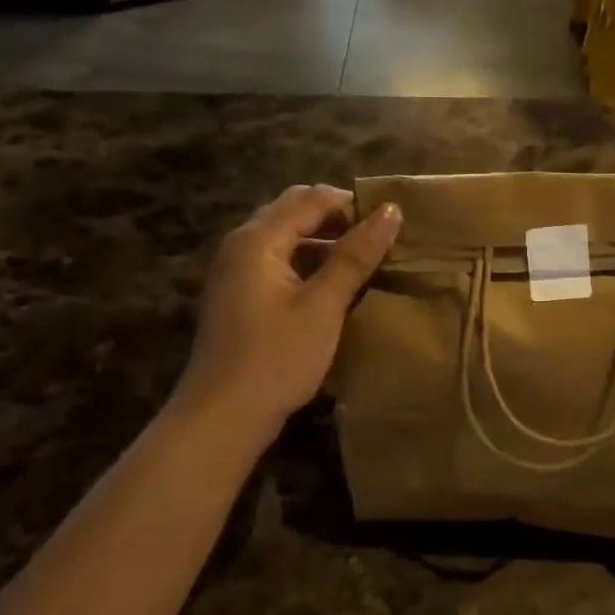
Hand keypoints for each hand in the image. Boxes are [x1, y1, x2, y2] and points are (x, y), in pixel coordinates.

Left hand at [177, 185, 401, 434]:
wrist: (223, 416)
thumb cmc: (277, 357)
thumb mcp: (323, 305)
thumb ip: (355, 256)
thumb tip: (391, 212)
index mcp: (258, 239)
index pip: (310, 198)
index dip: (352, 203)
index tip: (391, 222)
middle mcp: (241, 244)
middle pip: (293, 211)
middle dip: (337, 217)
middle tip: (378, 238)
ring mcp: (235, 271)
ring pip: (285, 237)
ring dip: (323, 240)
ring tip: (363, 259)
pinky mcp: (238, 295)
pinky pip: (277, 261)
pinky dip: (307, 261)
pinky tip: (332, 285)